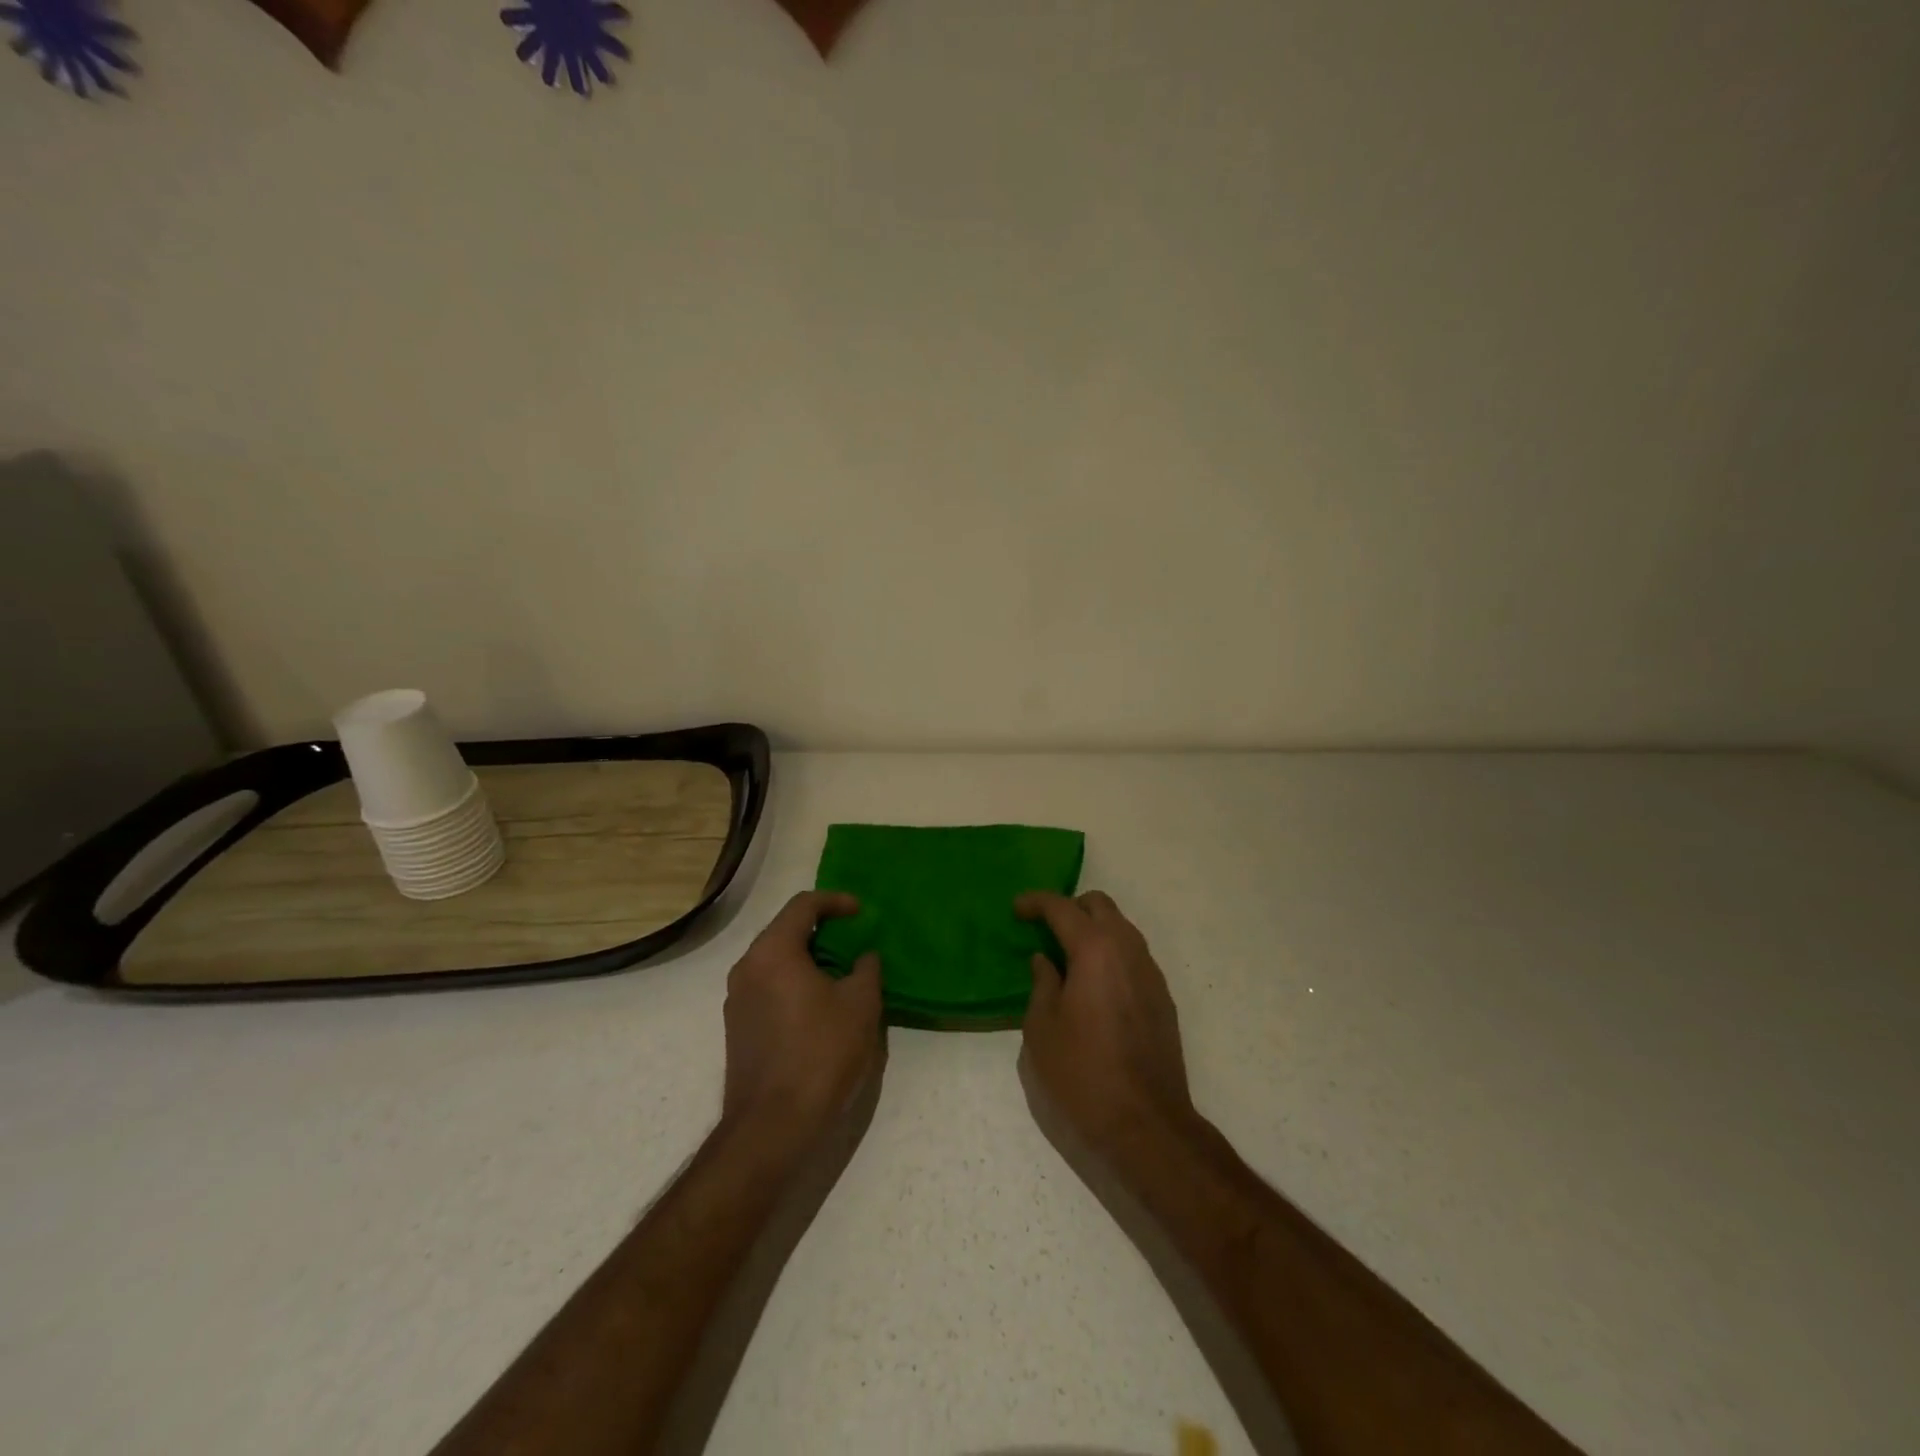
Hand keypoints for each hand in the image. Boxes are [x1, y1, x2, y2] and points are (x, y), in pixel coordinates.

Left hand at [722, 892, 882, 1139]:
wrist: (772, 1126)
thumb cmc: (820, 1054)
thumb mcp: (860, 1005)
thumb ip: (866, 969)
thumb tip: (863, 957)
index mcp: (773, 952)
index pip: (803, 905)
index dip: (835, 901)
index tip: (861, 912)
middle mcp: (747, 968)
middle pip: (785, 930)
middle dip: (821, 929)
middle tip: (854, 940)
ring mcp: (736, 999)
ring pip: (775, 960)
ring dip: (808, 958)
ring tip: (841, 973)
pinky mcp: (737, 1027)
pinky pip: (768, 986)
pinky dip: (794, 982)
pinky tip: (819, 1005)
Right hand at [1017, 890, 1194, 1155]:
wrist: (1146, 1124)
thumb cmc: (1082, 1075)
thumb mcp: (1042, 1029)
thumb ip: (1042, 984)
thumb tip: (1046, 960)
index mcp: (1095, 950)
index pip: (1063, 907)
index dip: (1036, 902)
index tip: (1016, 909)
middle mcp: (1128, 950)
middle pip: (1100, 905)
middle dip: (1070, 908)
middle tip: (1044, 930)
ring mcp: (1151, 973)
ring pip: (1121, 928)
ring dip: (1093, 930)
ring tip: (1067, 958)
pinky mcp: (1162, 997)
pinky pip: (1133, 956)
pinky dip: (1111, 954)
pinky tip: (1093, 985)